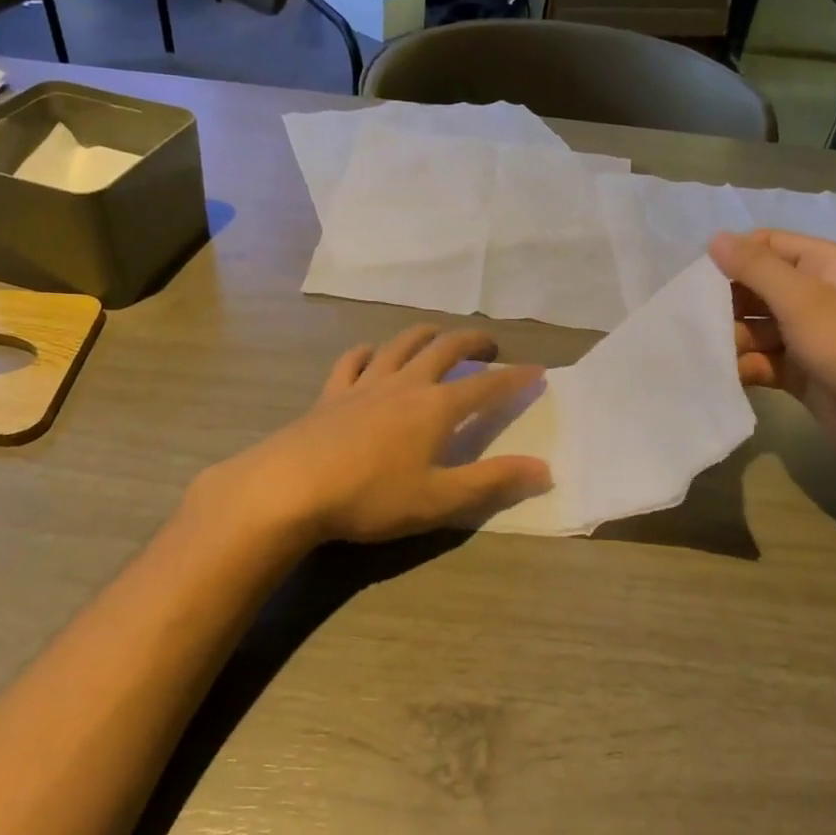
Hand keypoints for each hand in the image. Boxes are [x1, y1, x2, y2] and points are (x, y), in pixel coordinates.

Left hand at [196, 326, 550, 548]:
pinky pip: (353, 360)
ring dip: (426, 335)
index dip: (515, 380)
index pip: (487, 388)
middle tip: (490, 347)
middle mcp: (405, 384)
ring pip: (401, 344)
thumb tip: (545, 470)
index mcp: (436, 408)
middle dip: (473, 343)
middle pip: (445, 350)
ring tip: (438, 335)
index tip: (537, 371)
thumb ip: (493, 482)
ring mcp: (365, 384)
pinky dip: (369, 352)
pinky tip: (371, 355)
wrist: (290, 488)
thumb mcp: (439, 499)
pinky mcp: (331, 393)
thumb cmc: (371, 497)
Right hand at [710, 230, 835, 474]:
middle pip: (758, 288)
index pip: (769, 246)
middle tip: (692, 318)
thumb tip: (715, 238)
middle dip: (726, 302)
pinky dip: (743, 366)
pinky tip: (721, 375)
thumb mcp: (804, 300)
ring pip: (757, 327)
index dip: (734, 256)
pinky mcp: (801, 372)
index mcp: (826, 266)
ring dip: (731, 338)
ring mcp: (809, 336)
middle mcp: (817, 296)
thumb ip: (756, 268)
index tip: (696, 277)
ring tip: (706, 352)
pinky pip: (763, 360)